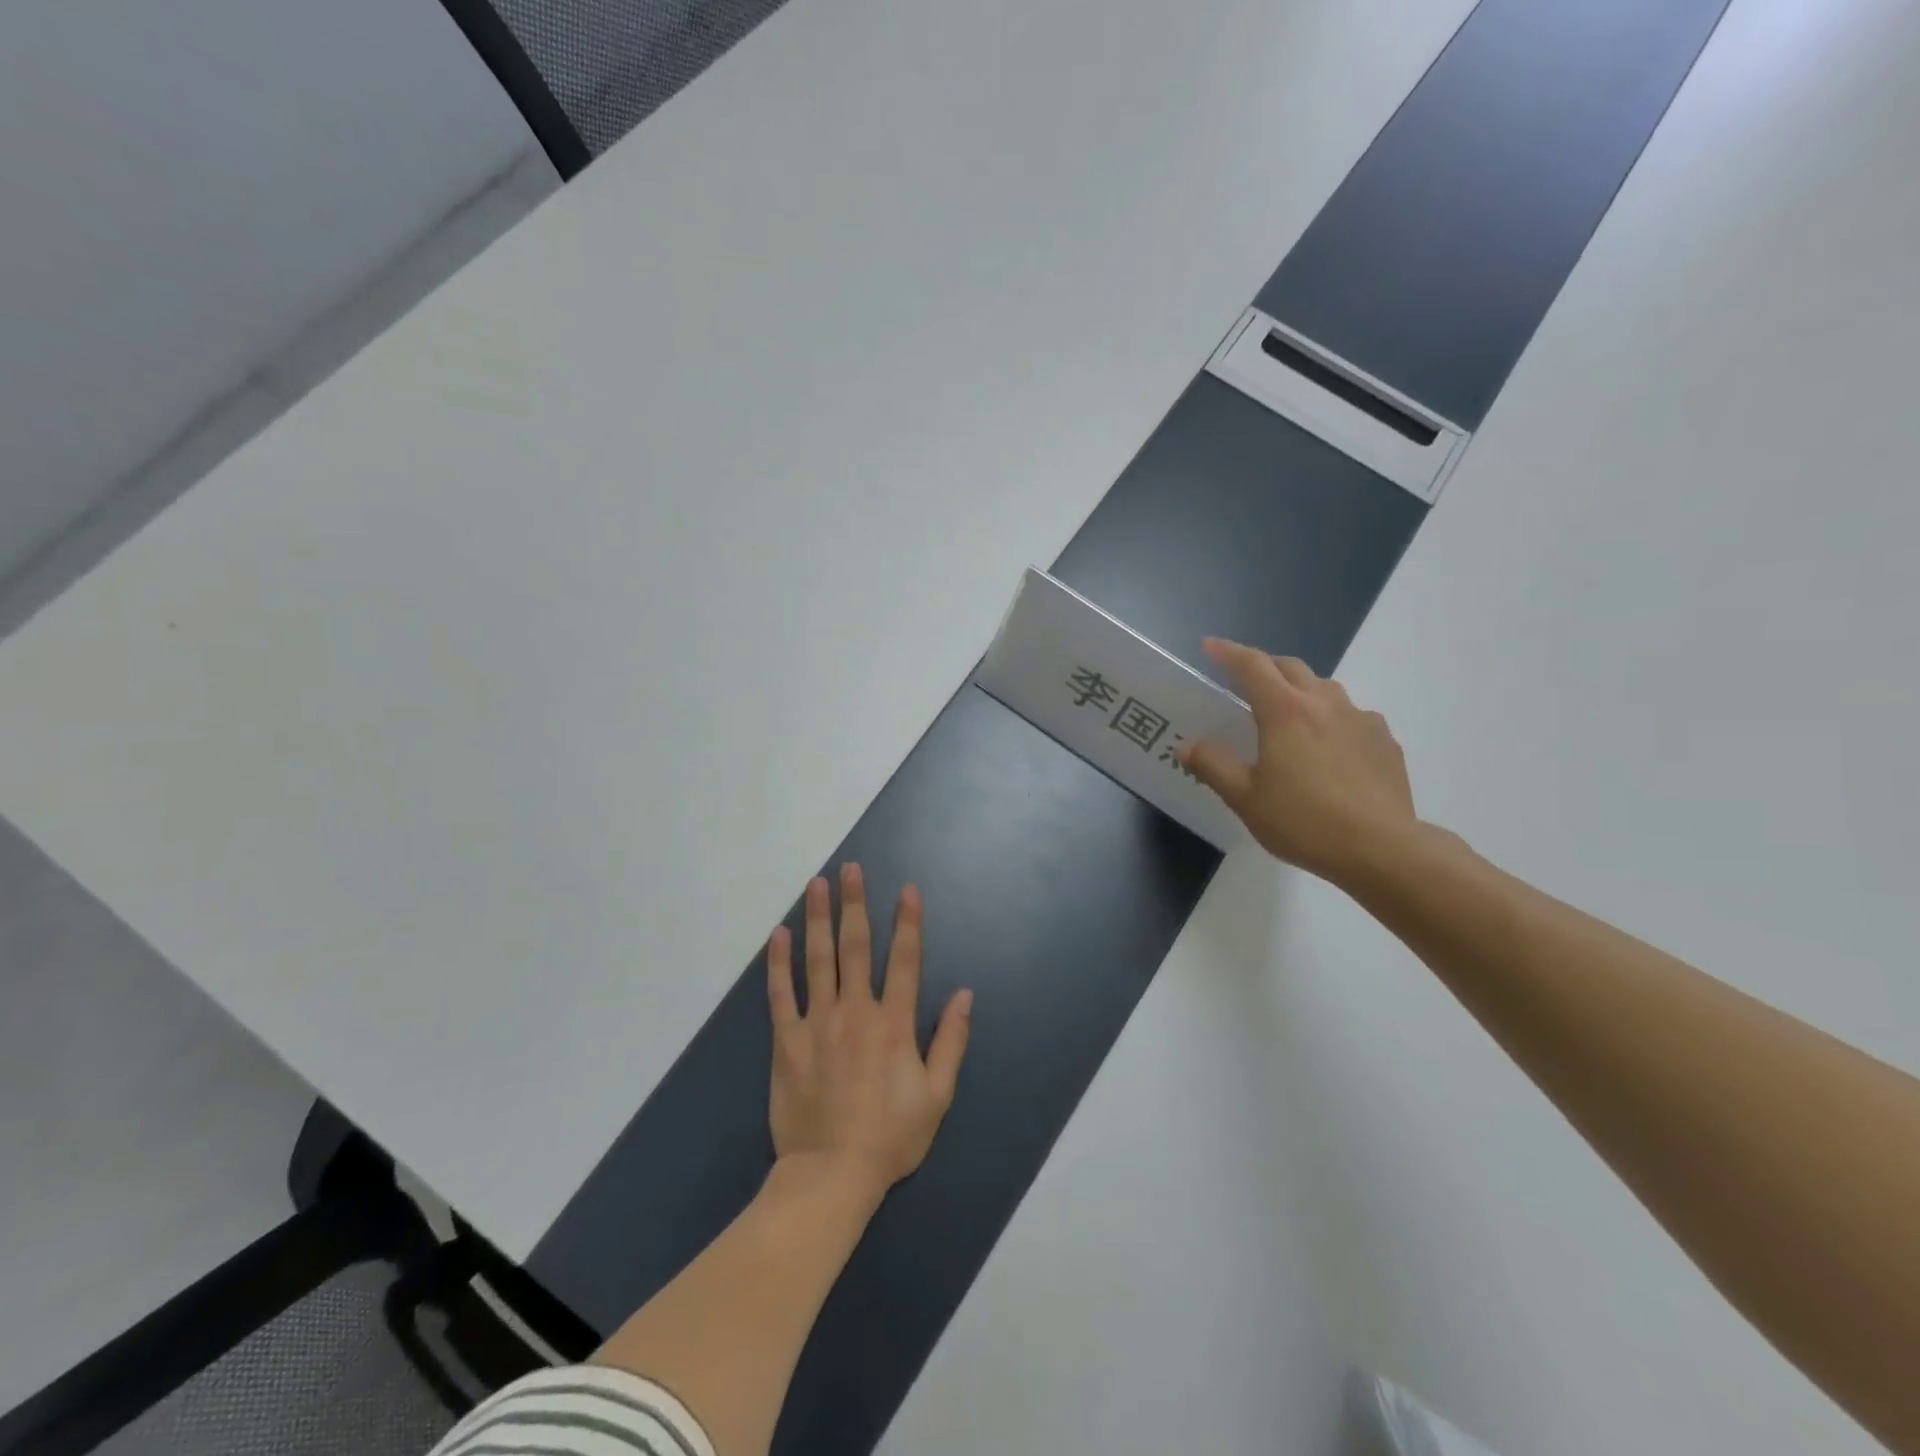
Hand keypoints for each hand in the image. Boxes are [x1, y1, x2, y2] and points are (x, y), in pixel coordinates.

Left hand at [766, 865, 971, 1199]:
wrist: (831, 1175)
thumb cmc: (890, 1137)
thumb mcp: (937, 1096)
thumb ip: (951, 1041)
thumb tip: (965, 994)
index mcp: (894, 1024)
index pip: (905, 960)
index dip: (908, 922)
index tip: (906, 889)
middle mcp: (856, 1012)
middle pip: (856, 947)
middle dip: (854, 904)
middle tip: (849, 869)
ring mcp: (818, 1024)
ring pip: (818, 960)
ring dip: (818, 919)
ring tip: (815, 885)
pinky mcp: (787, 1042)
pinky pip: (781, 995)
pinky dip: (779, 963)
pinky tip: (779, 935)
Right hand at [1179, 638, 1417, 884]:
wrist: (1381, 849)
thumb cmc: (1304, 821)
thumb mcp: (1245, 799)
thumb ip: (1213, 767)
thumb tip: (1187, 746)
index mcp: (1285, 712)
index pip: (1251, 666)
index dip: (1228, 652)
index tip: (1209, 646)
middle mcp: (1324, 703)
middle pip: (1291, 668)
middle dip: (1265, 665)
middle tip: (1245, 679)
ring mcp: (1361, 720)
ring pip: (1325, 689)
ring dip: (1301, 690)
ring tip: (1289, 714)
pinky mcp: (1385, 741)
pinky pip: (1353, 717)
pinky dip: (1332, 720)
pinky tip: (1330, 749)